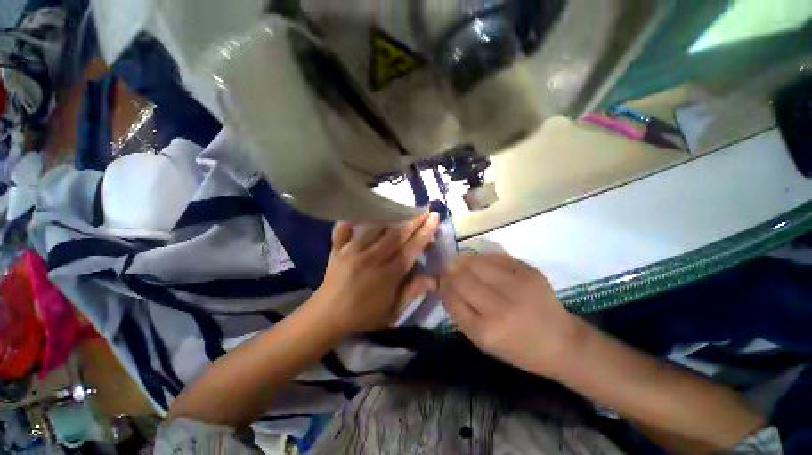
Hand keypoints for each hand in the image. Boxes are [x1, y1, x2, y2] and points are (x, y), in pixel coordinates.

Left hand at [313, 212, 439, 335]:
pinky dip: (351, 221)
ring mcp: (352, 251)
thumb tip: (433, 279)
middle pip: (396, 234)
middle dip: (413, 221)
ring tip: (401, 209)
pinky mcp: (337, 249)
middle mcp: (372, 258)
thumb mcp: (393, 311)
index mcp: (388, 274)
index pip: (411, 249)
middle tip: (424, 210)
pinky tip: (357, 214)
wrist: (328, 316)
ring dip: (390, 217)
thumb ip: (412, 292)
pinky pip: (343, 230)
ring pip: (375, 228)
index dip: (425, 233)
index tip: (434, 218)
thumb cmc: (364, 315)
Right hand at [439, 253, 580, 378]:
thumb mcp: (483, 340)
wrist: (562, 342)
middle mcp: (501, 308)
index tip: (441, 281)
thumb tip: (442, 283)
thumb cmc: (517, 347)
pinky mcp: (529, 271)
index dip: (443, 285)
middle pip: (461, 277)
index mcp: (487, 332)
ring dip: (463, 261)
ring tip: (462, 264)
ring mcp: (518, 286)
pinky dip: (481, 258)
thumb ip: (459, 311)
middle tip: (449, 270)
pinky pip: (494, 257)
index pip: (451, 298)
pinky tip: (481, 263)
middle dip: (449, 270)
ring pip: (475, 262)